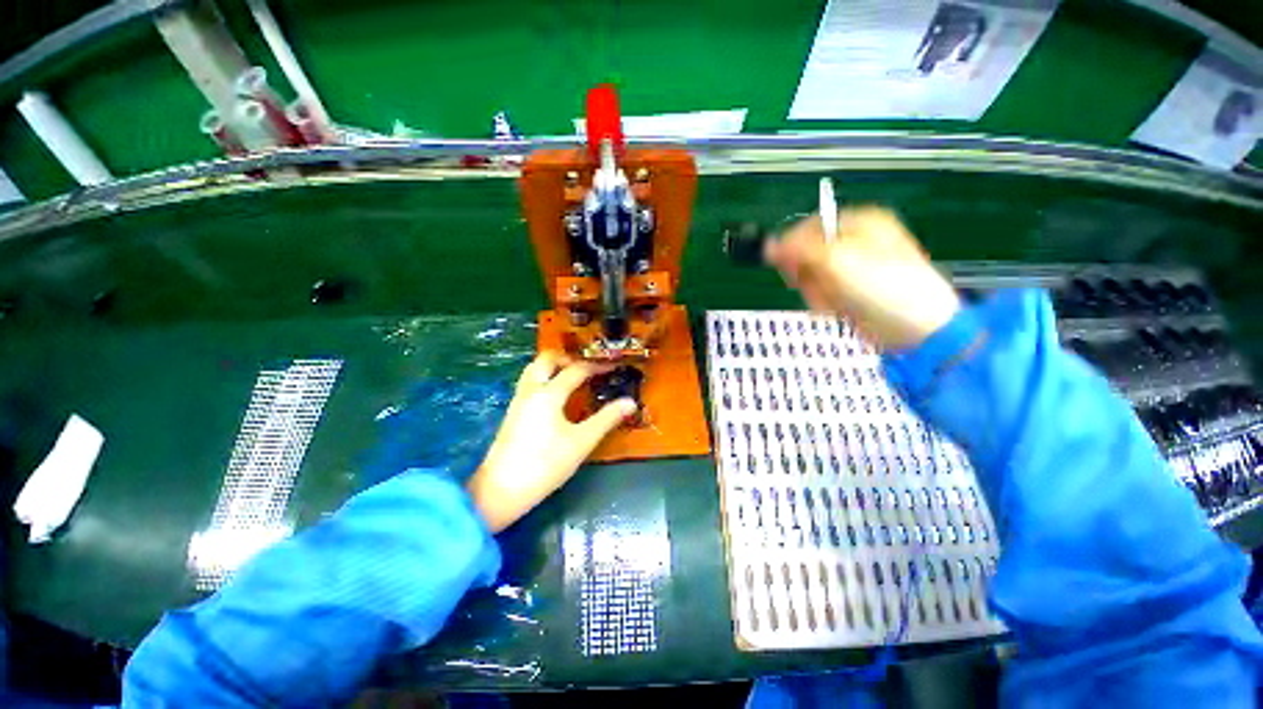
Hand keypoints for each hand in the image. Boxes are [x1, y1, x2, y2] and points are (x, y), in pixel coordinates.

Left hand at [467, 352, 637, 531]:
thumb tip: (630, 403)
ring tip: (571, 375)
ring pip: (533, 369)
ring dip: (553, 365)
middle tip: (587, 366)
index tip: (613, 366)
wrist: (501, 491)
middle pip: (547, 359)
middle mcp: (531, 390)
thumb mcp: (582, 442)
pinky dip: (544, 377)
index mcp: (549, 394)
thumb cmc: (545, 464)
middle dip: (568, 357)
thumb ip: (606, 419)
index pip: (576, 370)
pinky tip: (555, 395)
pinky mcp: (512, 413)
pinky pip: (529, 382)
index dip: (596, 366)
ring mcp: (518, 400)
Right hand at [764, 206, 959, 350]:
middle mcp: (853, 242)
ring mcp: (851, 269)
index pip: (807, 227)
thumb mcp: (836, 260)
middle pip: (806, 254)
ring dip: (816, 292)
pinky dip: (824, 303)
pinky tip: (838, 308)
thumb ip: (798, 249)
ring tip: (835, 300)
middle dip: (808, 274)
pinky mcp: (849, 290)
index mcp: (858, 222)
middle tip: (822, 285)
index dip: (793, 247)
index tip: (788, 268)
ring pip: (811, 277)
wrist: (916, 327)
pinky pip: (821, 293)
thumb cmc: (880, 285)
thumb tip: (768, 245)